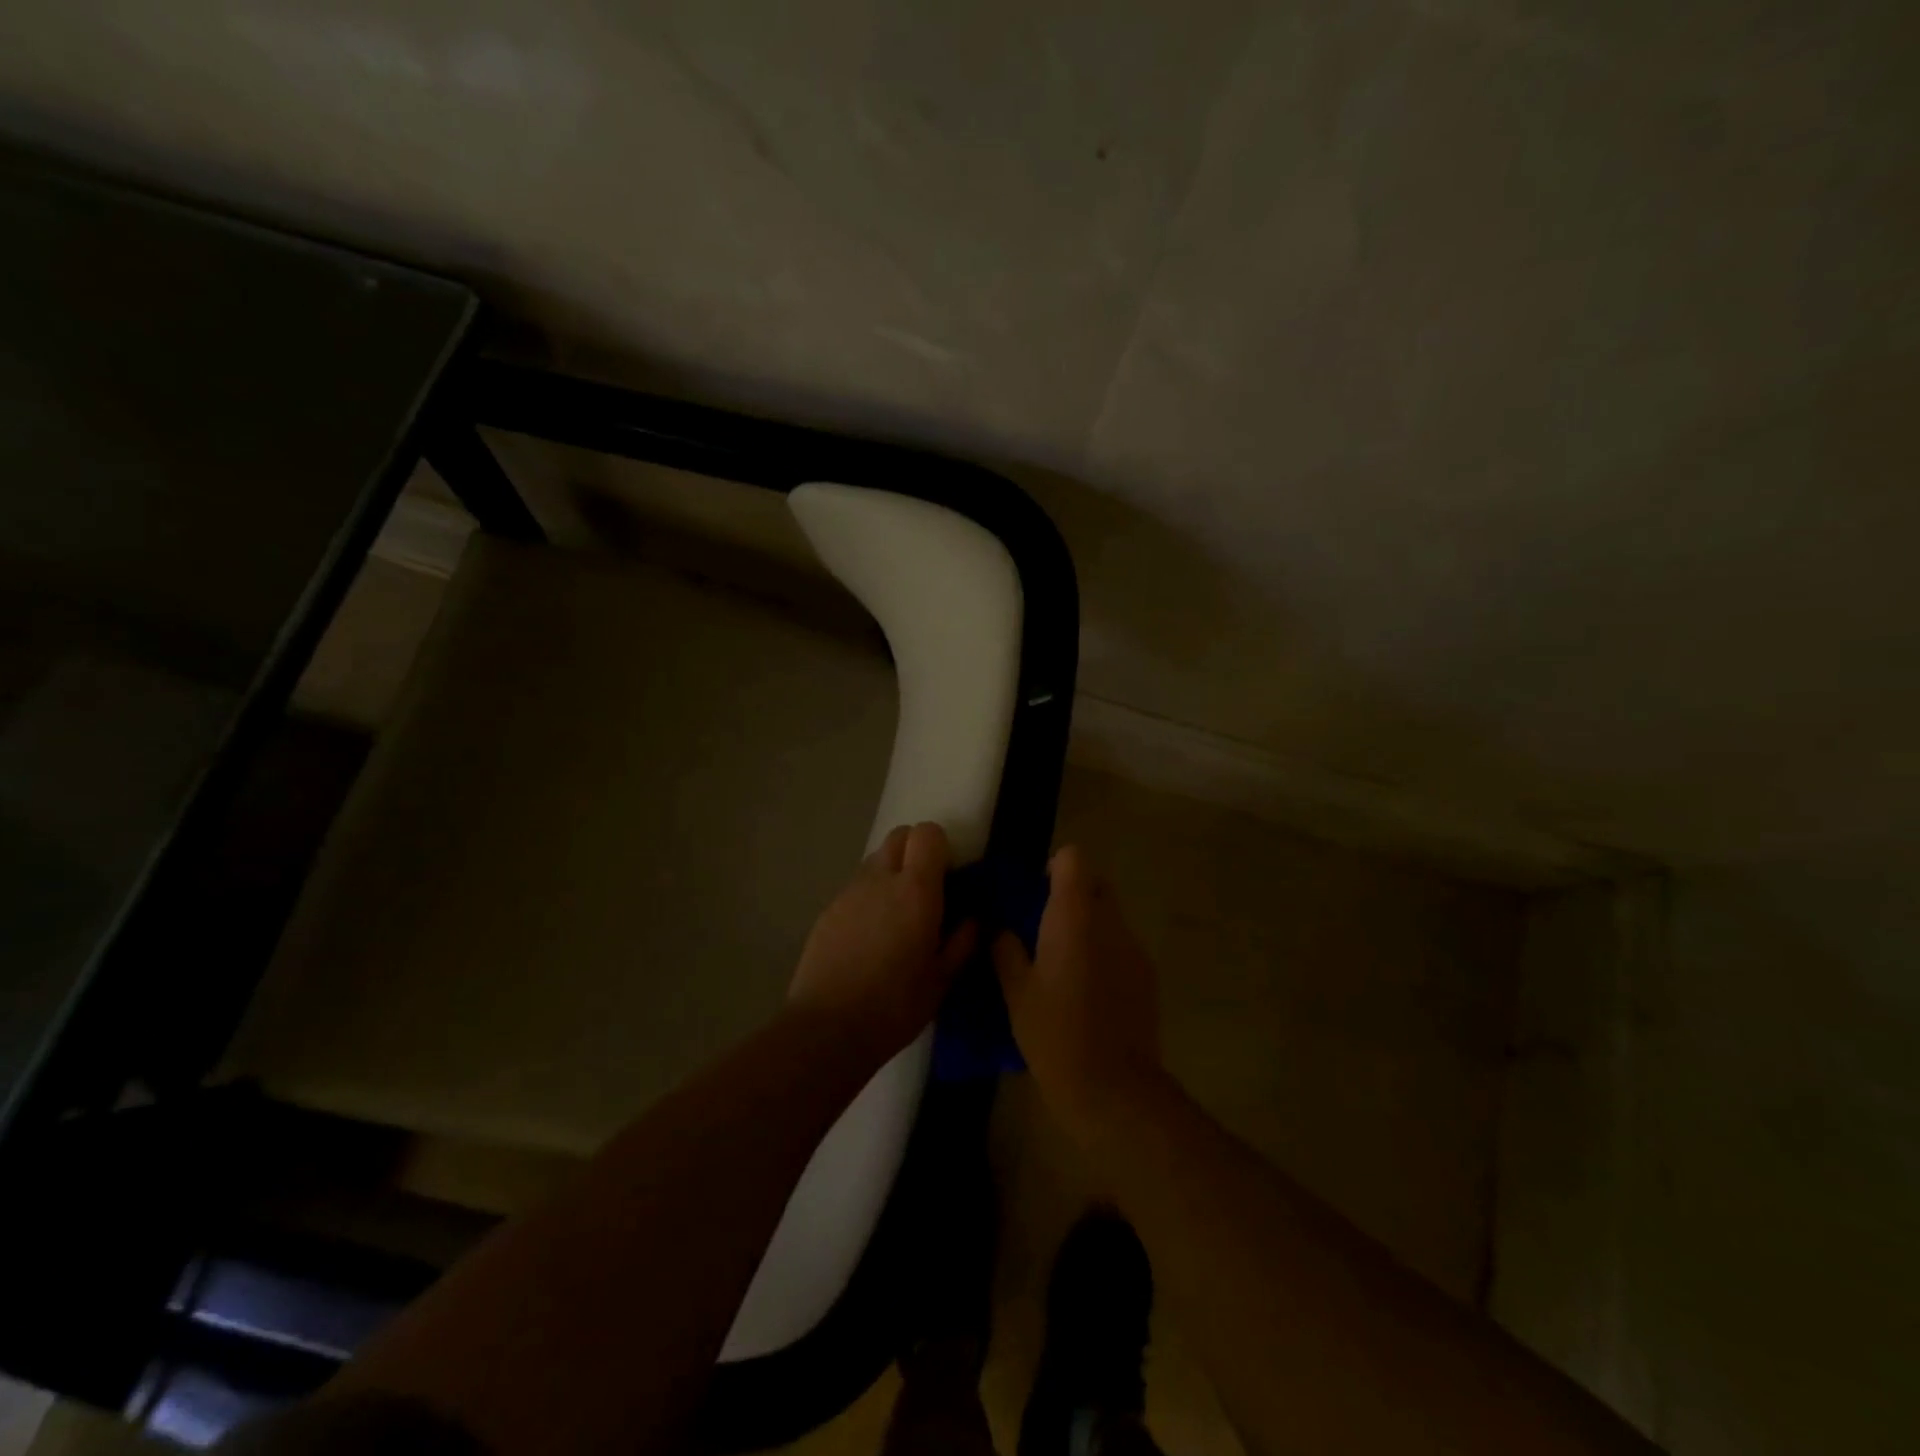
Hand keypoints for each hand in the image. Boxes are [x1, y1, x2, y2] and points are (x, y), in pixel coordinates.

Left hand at [789, 822, 976, 1063]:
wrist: (826, 1029)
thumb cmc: (894, 1006)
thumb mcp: (942, 980)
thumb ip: (963, 942)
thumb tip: (975, 919)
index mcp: (915, 890)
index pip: (927, 833)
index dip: (941, 846)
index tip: (950, 875)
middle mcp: (880, 879)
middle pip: (899, 836)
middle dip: (916, 851)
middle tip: (927, 890)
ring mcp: (849, 892)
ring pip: (875, 861)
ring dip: (891, 874)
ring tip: (897, 917)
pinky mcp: (827, 910)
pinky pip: (856, 888)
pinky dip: (869, 897)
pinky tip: (870, 937)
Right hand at [992, 846, 1164, 1133]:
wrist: (1114, 1089)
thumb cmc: (1055, 1034)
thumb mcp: (1016, 992)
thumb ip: (1005, 949)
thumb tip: (1000, 928)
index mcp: (1074, 917)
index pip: (1073, 859)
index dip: (1053, 868)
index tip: (1034, 893)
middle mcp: (1109, 921)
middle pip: (1095, 883)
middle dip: (1071, 894)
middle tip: (1043, 925)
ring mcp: (1133, 947)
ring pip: (1109, 915)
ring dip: (1087, 923)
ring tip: (1061, 961)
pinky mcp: (1146, 974)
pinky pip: (1120, 944)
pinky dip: (1102, 950)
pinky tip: (1085, 988)